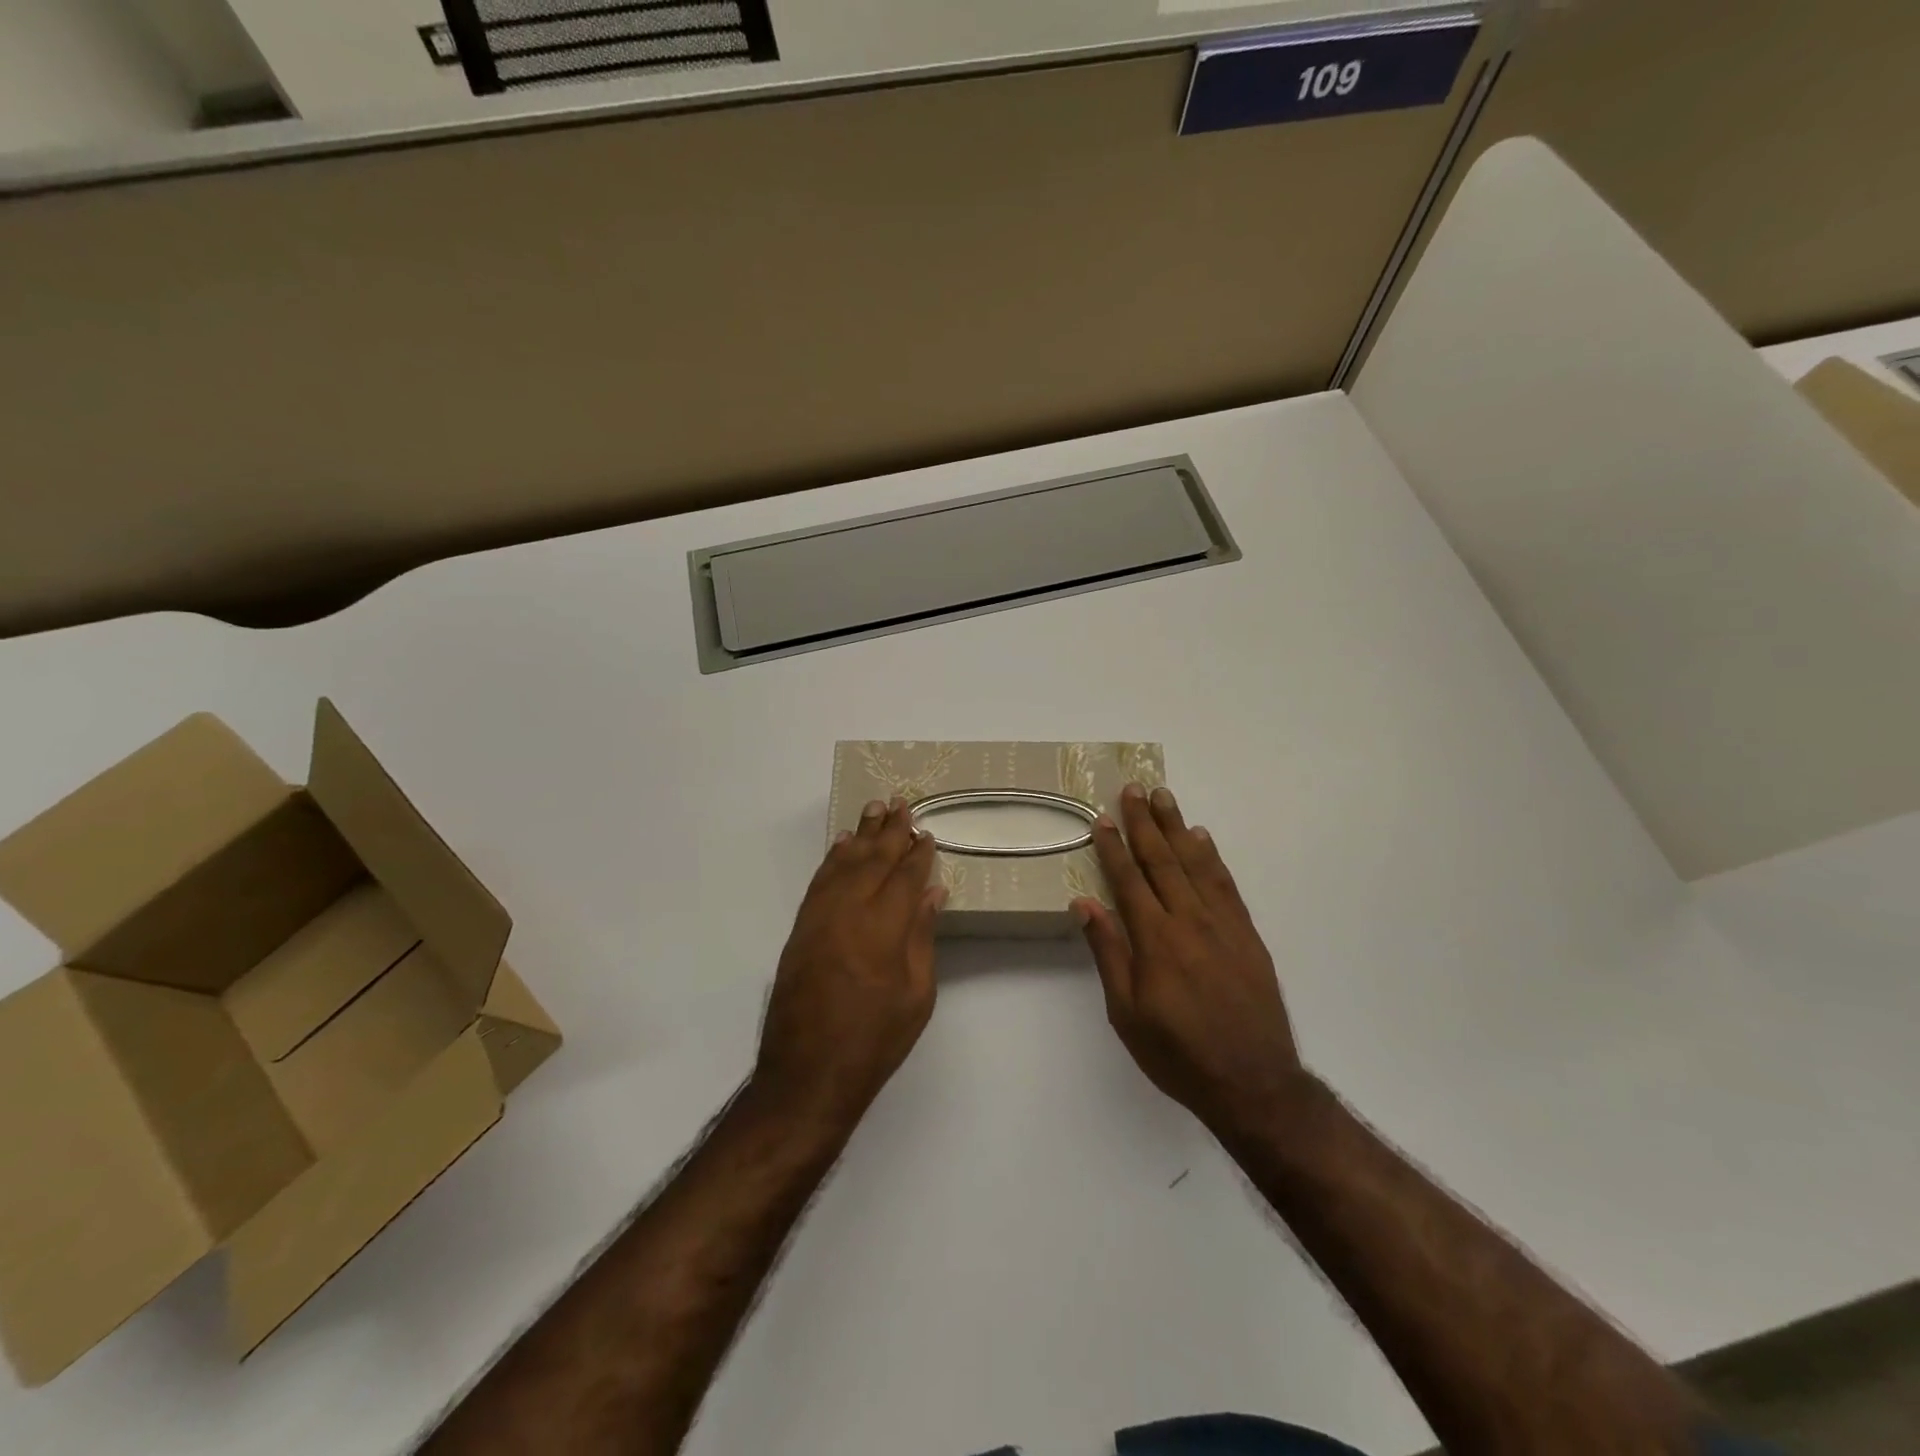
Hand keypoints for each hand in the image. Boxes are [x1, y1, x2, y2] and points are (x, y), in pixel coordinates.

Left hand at [754, 797, 945, 1126]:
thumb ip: (922, 937)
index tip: (927, 834)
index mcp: (883, 928)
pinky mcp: (800, 929)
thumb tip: (932, 892)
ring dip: (860, 835)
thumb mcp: (916, 995)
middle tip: (901, 803)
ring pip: (843, 863)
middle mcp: (849, 911)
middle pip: (873, 860)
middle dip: (890, 831)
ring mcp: (819, 917)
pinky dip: (832, 859)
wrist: (807, 1073)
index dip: (918, 853)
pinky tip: (842, 846)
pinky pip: (819, 881)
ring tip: (873, 809)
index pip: (905, 877)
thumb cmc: (874, 1040)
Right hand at [1072, 784, 1306, 1137]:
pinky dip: (1212, 857)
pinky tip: (1202, 839)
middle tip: (1134, 789)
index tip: (1102, 819)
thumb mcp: (1127, 1013)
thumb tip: (1085, 903)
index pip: (1129, 881)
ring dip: (1177, 828)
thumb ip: (1108, 953)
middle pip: (1163, 861)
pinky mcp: (1247, 935)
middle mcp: (1189, 921)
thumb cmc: (1178, 1053)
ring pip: (1195, 864)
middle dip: (1145, 823)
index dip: (1114, 847)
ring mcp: (1223, 925)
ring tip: (1165, 797)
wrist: (1253, 1083)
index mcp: (1155, 940)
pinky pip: (1226, 885)